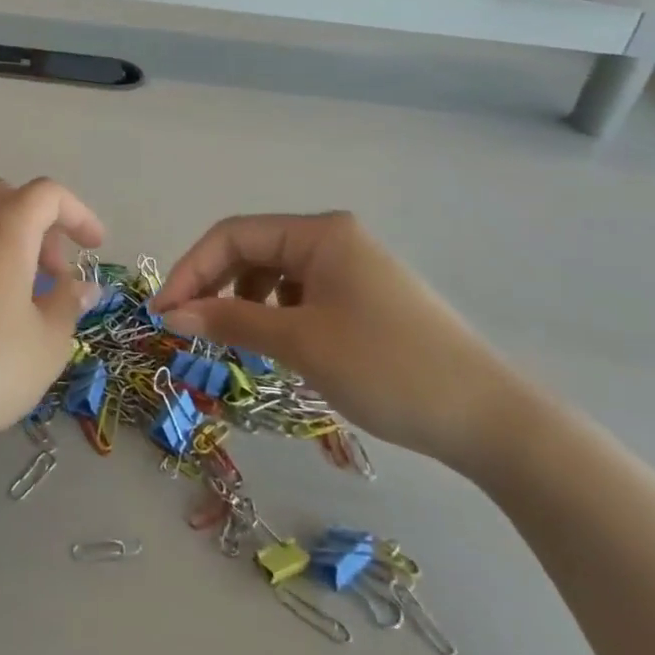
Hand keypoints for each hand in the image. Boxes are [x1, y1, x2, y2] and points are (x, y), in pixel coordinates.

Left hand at [0, 178, 103, 476]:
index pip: (47, 194)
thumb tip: (80, 285)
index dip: (79, 214)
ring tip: (28, 303)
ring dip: (12, 247)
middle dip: (41, 227)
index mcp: (3, 229)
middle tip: (56, 275)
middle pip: (8, 200)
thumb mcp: (45, 344)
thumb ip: (67, 304)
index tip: (96, 249)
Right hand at [154, 212, 516, 467]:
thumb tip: (171, 314)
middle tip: (185, 326)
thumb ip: (229, 320)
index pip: (232, 236)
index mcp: (319, 233)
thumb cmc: (387, 368)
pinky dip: (276, 314)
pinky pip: (301, 294)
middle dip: (213, 285)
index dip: (190, 270)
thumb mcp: (299, 342)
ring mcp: (352, 268)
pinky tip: (278, 344)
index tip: (162, 312)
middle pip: (252, 250)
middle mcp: (334, 239)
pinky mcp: (365, 299)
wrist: (491, 421)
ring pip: (275, 274)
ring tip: (234, 339)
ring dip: (243, 301)